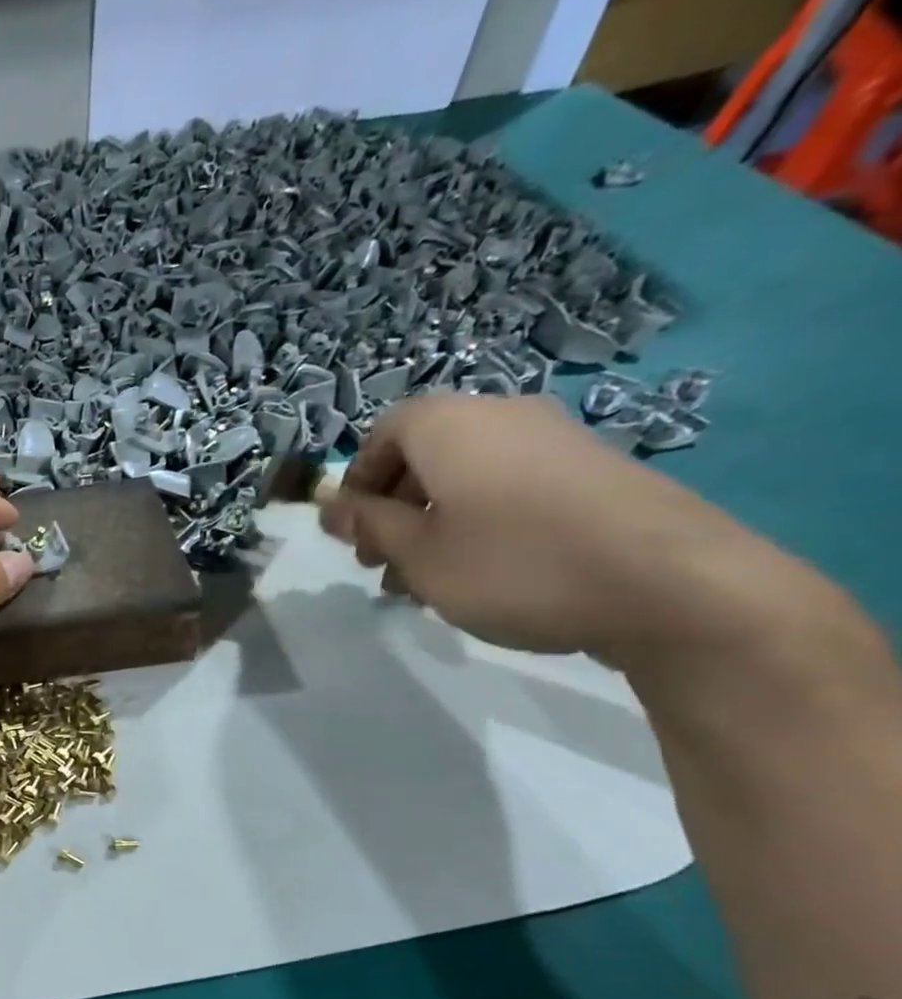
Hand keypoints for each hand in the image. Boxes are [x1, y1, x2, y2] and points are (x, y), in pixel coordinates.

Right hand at [319, 394, 812, 670]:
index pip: (381, 433)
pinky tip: (485, 571)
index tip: (352, 533)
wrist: (669, 583)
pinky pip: (510, 484)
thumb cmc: (512, 563)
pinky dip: (480, 520)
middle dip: (392, 507)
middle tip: (383, 563)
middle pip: (424, 452)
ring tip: (429, 580)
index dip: (356, 482)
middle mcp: (501, 415)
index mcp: (450, 425)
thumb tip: (329, 507)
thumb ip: (368, 525)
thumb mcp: (417, 554)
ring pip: (466, 474)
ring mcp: (555, 439)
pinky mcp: (593, 469)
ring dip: (432, 520)